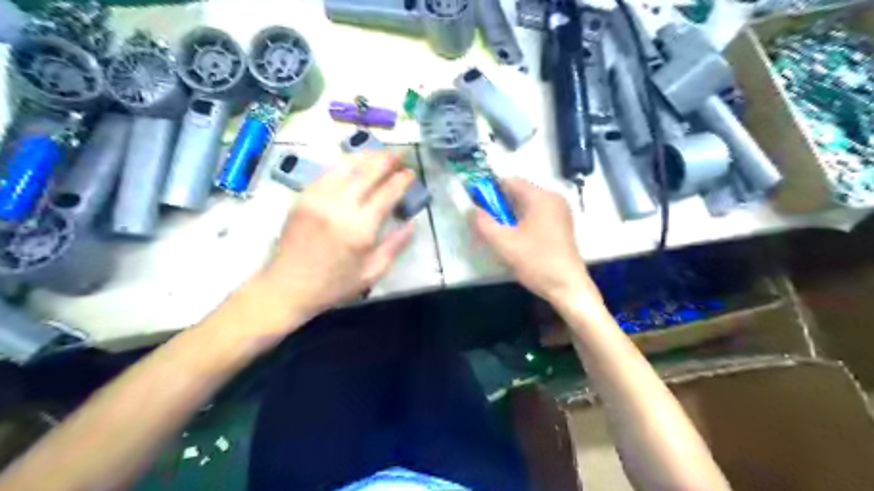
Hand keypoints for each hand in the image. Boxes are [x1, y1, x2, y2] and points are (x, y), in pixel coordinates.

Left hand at [259, 151, 415, 320]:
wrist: (288, 286)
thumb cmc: (334, 284)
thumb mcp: (372, 272)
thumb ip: (395, 246)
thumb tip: (413, 223)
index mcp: (360, 228)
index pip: (387, 193)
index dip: (402, 180)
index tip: (412, 172)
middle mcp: (340, 206)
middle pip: (368, 173)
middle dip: (387, 159)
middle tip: (401, 153)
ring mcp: (319, 198)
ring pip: (347, 166)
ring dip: (367, 156)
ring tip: (381, 152)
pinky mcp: (304, 196)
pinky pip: (328, 172)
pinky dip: (345, 164)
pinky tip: (354, 163)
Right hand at [471, 176, 600, 306]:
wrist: (567, 287)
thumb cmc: (536, 262)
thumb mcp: (503, 243)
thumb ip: (483, 223)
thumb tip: (472, 209)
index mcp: (540, 197)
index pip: (509, 181)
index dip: (490, 191)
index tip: (479, 208)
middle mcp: (553, 198)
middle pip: (518, 192)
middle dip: (500, 206)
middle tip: (490, 226)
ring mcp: (560, 211)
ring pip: (526, 205)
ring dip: (511, 215)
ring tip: (503, 236)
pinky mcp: (562, 224)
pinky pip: (536, 214)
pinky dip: (523, 222)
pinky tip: (518, 240)